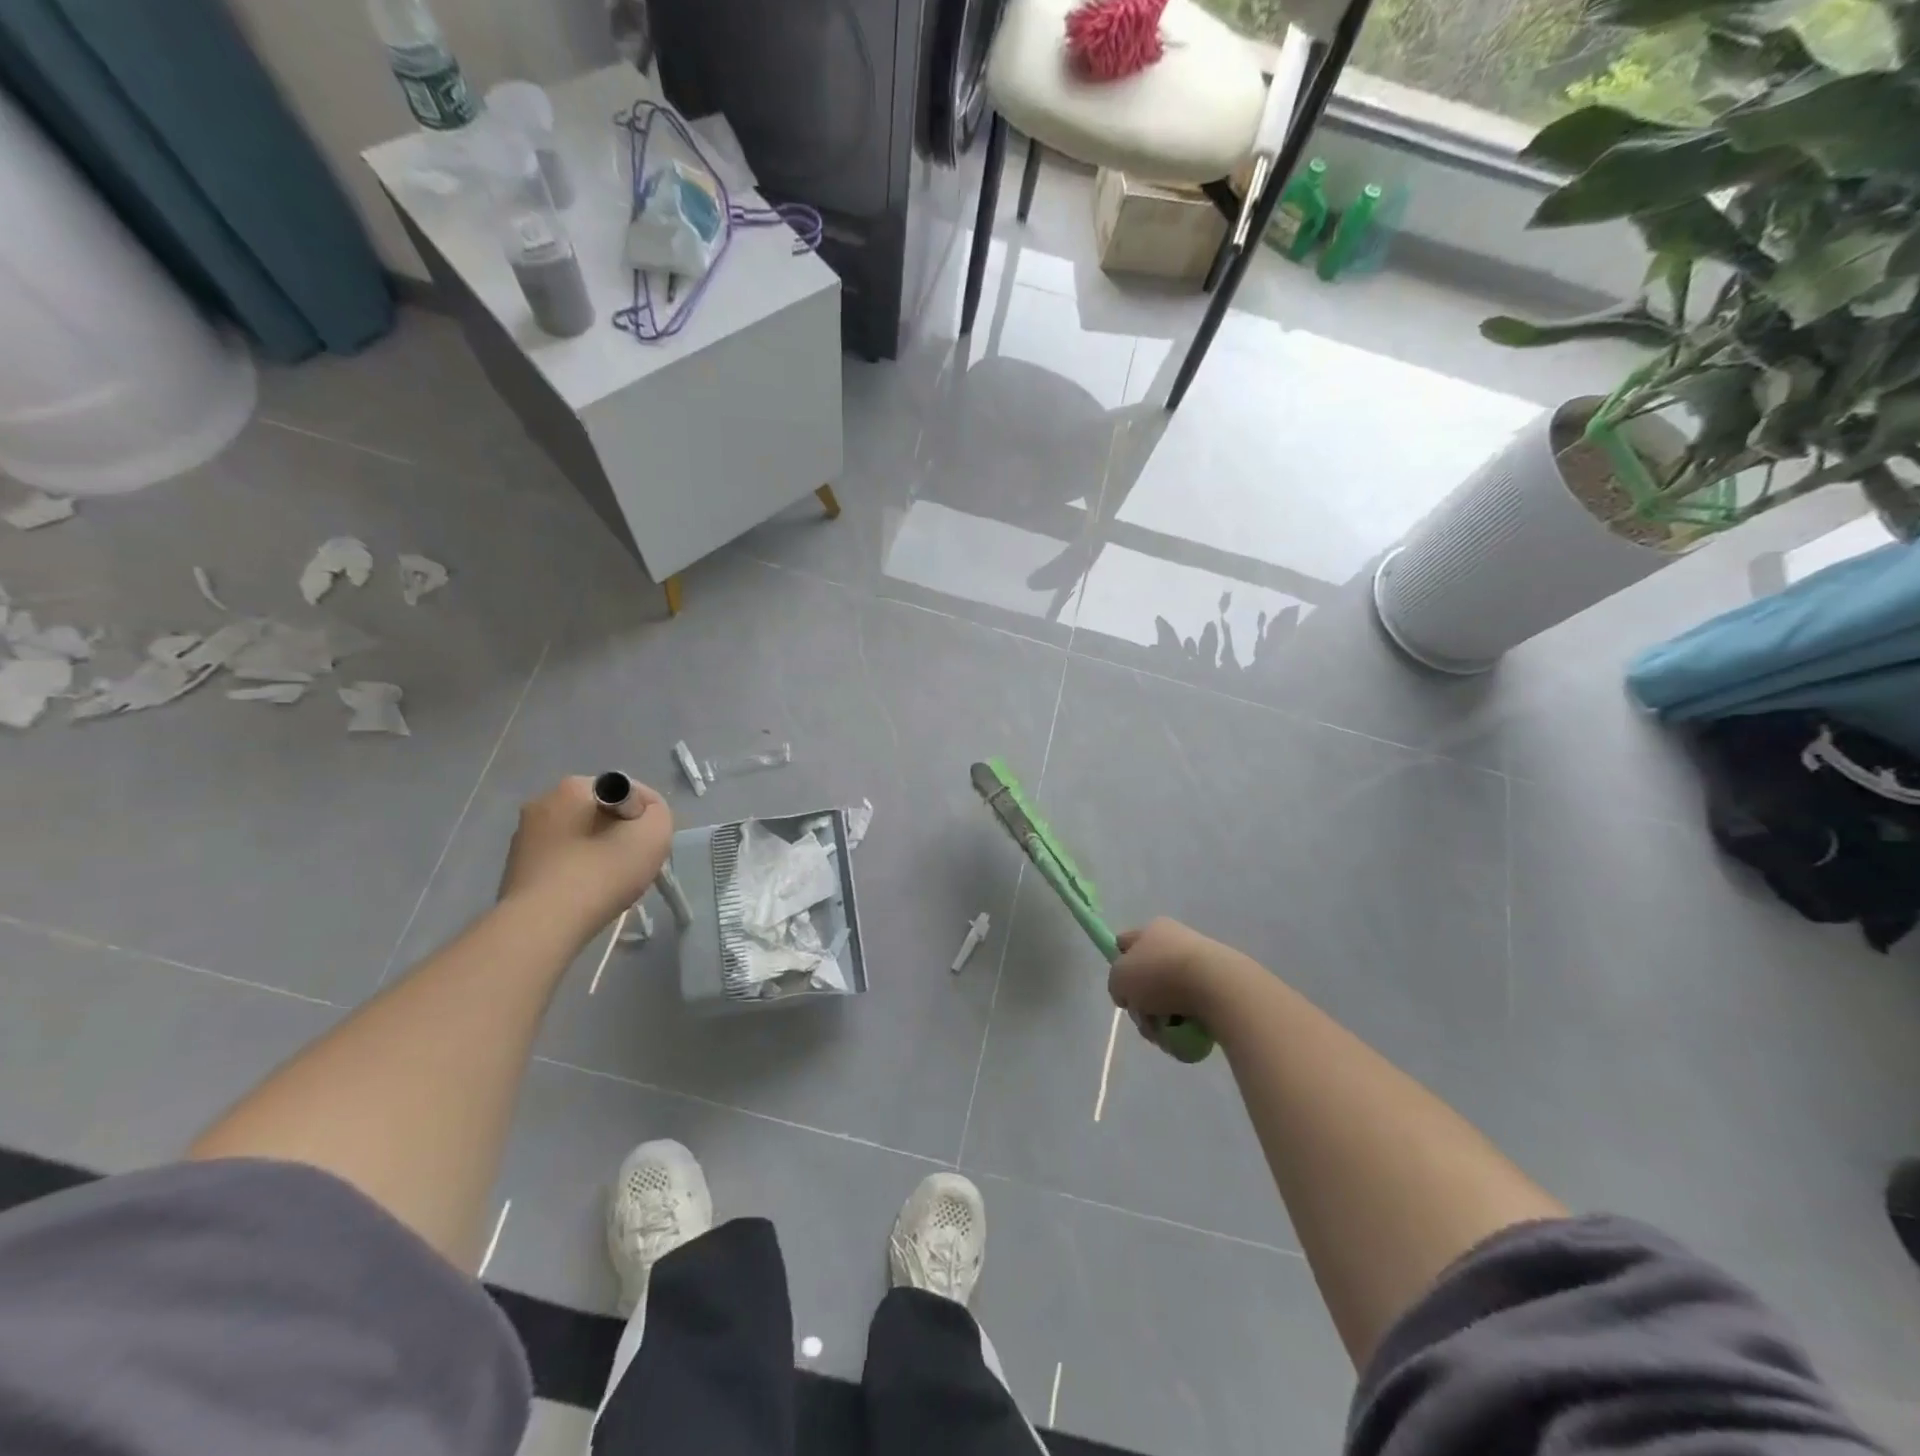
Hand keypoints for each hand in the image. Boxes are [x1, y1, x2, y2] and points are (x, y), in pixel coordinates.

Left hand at [498, 776, 673, 934]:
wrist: (543, 926)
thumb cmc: (602, 872)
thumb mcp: (654, 833)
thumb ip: (658, 812)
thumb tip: (644, 814)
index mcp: (573, 787)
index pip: (625, 791)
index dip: (643, 816)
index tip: (646, 844)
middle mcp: (542, 803)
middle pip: (600, 813)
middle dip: (619, 833)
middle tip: (632, 864)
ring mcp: (524, 836)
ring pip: (579, 838)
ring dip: (597, 853)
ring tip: (609, 884)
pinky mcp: (516, 868)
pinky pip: (561, 861)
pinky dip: (576, 872)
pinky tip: (584, 895)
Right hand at [1109, 917, 1253, 1036]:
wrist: (1218, 988)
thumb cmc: (1161, 975)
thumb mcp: (1120, 979)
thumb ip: (1116, 985)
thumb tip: (1129, 994)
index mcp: (1153, 930)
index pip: (1126, 943)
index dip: (1119, 964)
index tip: (1122, 989)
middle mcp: (1177, 942)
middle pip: (1148, 978)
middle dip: (1143, 1005)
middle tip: (1145, 1020)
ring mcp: (1200, 965)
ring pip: (1169, 999)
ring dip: (1163, 1021)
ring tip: (1167, 1034)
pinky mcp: (1219, 988)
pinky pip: (1193, 1011)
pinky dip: (1186, 1026)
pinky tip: (1187, 1034)